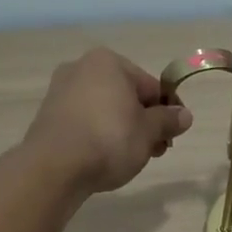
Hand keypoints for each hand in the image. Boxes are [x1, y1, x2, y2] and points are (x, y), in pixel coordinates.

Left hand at [21, 48, 192, 195]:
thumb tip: (184, 115)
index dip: (167, 111)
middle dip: (144, 122)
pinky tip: (104, 157)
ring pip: (105, 109)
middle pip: (126, 96)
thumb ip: (168, 120)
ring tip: (131, 158)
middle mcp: (81, 68)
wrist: (54, 168)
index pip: (150, 86)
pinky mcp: (47, 116)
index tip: (173, 135)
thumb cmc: (110, 139)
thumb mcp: (149, 131)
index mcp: (108, 62)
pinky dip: (98, 135)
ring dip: (123, 130)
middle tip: (154, 150)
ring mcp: (60, 92)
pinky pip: (84, 122)